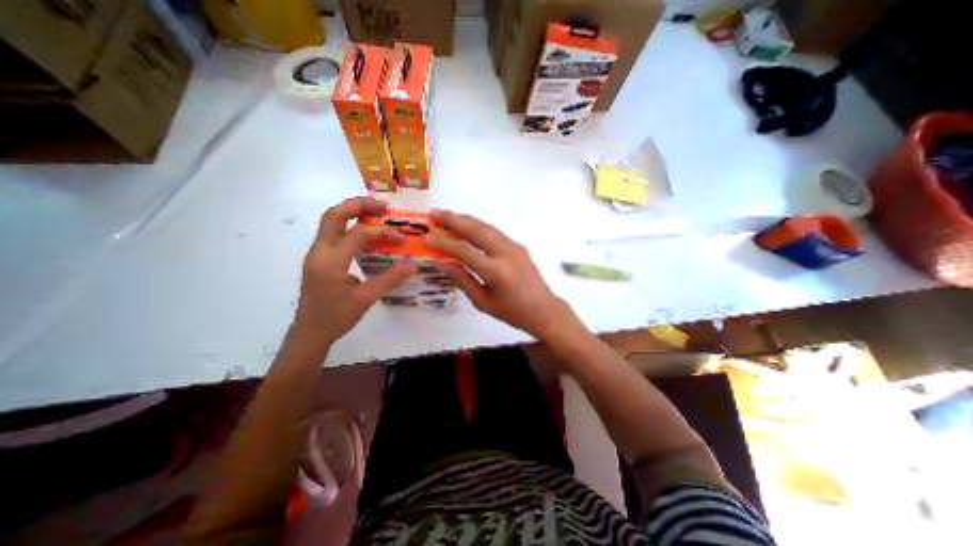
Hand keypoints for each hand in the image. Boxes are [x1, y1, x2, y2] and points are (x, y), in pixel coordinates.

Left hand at [298, 197, 416, 340]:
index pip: (357, 235)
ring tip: (375, 212)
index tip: (401, 239)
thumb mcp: (366, 298)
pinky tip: (365, 232)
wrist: (309, 332)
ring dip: (352, 212)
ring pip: (330, 222)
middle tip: (383, 206)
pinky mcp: (319, 258)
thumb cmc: (336, 317)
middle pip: (334, 215)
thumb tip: (413, 265)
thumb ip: (390, 279)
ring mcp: (316, 254)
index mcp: (330, 262)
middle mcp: (319, 252)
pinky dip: (349, 225)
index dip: (382, 233)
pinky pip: (333, 233)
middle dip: (359, 205)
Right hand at [428, 209, 575, 341]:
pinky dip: (478, 226)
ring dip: (466, 220)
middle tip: (434, 214)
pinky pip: (494, 232)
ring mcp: (514, 246)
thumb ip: (462, 280)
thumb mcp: (483, 302)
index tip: (427, 236)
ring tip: (447, 216)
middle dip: (453, 219)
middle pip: (476, 230)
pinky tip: (468, 227)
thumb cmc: (512, 312)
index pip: (464, 251)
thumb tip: (442, 263)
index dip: (444, 242)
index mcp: (496, 271)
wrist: (544, 310)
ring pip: (486, 227)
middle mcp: (506, 253)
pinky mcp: (518, 245)